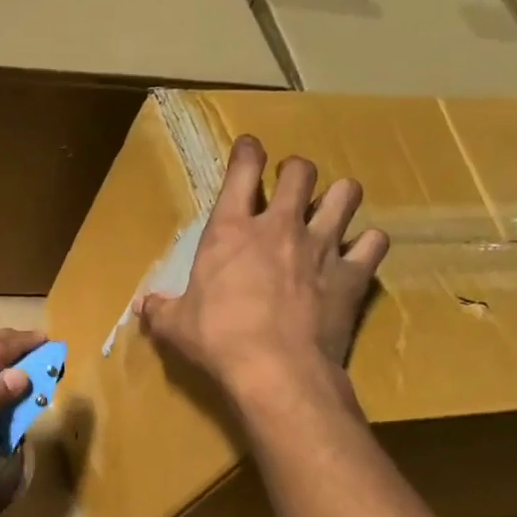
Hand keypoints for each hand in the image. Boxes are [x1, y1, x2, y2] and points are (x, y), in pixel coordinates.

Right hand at [138, 136, 387, 399]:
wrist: (276, 369)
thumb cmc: (218, 340)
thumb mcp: (175, 327)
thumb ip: (160, 310)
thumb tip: (142, 306)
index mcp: (231, 231)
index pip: (242, 172)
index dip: (247, 153)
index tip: (249, 147)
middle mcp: (280, 226)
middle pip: (301, 171)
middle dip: (296, 171)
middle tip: (290, 185)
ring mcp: (322, 246)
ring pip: (346, 194)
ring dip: (338, 198)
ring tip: (328, 212)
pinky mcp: (353, 273)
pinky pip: (374, 242)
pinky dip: (366, 245)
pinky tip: (357, 254)